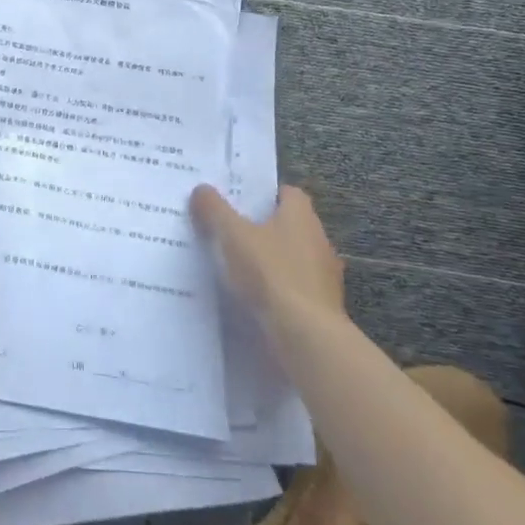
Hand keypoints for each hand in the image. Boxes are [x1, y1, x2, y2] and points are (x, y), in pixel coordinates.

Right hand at [189, 183, 346, 323]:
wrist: (305, 335)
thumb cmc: (270, 273)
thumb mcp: (232, 235)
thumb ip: (214, 210)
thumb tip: (201, 189)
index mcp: (301, 216)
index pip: (287, 193)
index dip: (263, 195)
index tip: (238, 202)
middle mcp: (318, 240)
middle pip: (288, 226)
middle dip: (262, 229)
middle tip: (228, 232)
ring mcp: (324, 276)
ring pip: (291, 259)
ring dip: (270, 262)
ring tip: (234, 269)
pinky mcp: (321, 306)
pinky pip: (293, 289)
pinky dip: (276, 291)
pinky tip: (252, 299)